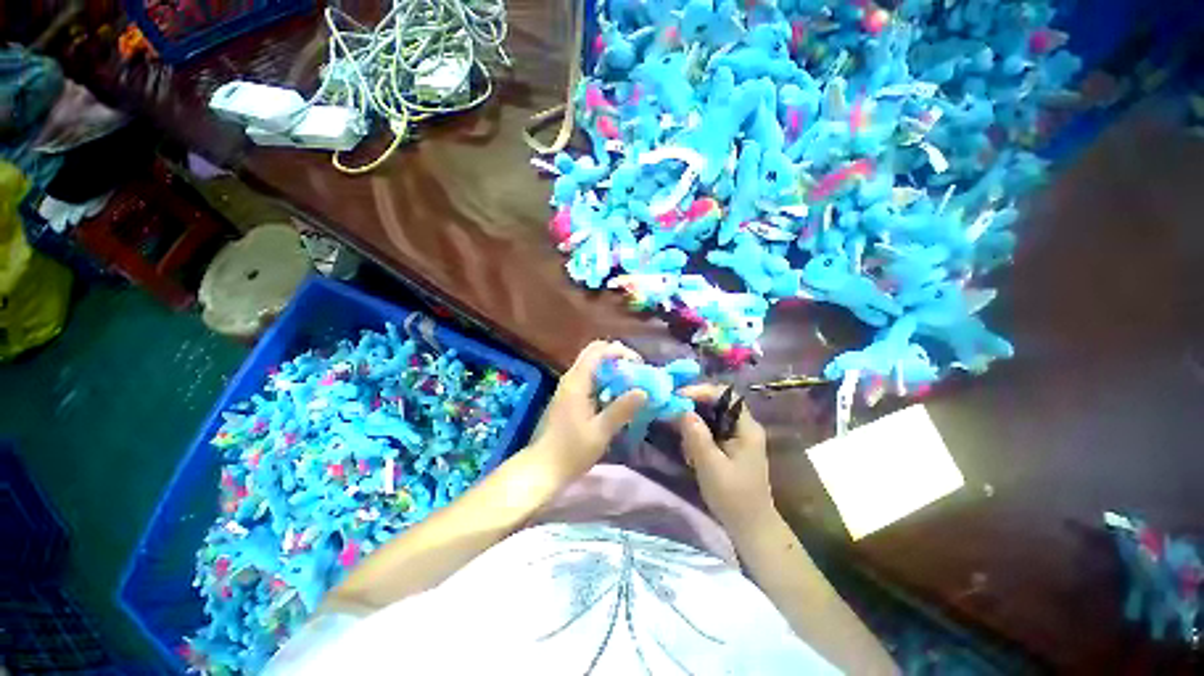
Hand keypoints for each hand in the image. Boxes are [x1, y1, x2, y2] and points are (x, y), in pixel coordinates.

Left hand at [531, 341, 646, 480]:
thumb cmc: (571, 451)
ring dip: (611, 368)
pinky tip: (616, 396)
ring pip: (592, 365)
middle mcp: (571, 378)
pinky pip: (589, 378)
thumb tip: (643, 391)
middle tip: (635, 372)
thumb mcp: (600, 432)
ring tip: (630, 383)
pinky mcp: (569, 396)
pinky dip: (605, 380)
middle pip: (594, 353)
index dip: (620, 352)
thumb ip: (621, 410)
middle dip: (617, 357)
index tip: (638, 366)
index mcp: (576, 382)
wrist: (543, 468)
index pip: (598, 351)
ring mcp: (568, 387)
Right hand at [674, 384, 775, 530]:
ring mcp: (737, 438)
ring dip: (693, 420)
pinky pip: (710, 430)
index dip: (702, 391)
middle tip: (671, 411)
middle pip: (717, 403)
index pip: (726, 395)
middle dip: (693, 405)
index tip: (678, 397)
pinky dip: (696, 433)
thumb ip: (697, 437)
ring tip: (676, 430)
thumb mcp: (712, 467)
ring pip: (711, 416)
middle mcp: (743, 427)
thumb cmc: (734, 497)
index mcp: (747, 428)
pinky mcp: (729, 448)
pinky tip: (686, 447)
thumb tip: (683, 411)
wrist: (751, 528)